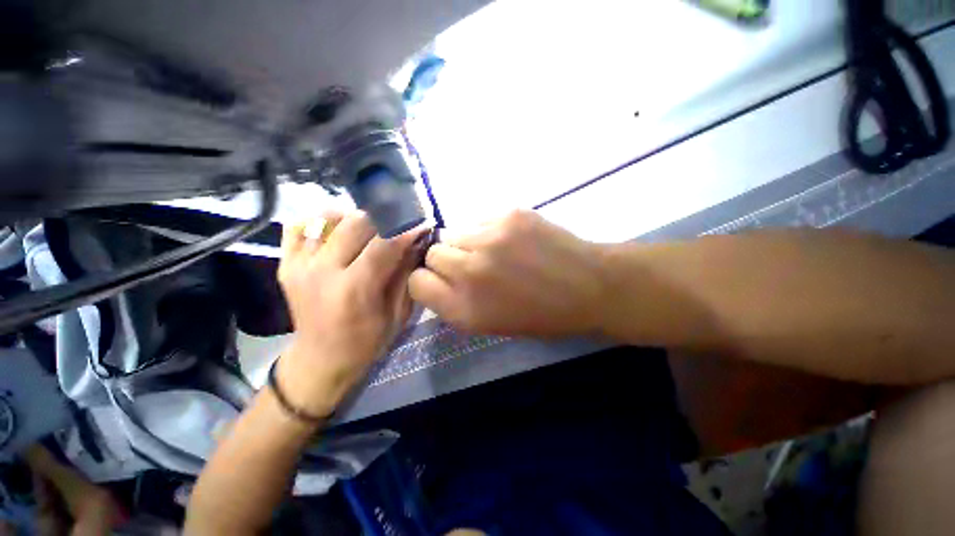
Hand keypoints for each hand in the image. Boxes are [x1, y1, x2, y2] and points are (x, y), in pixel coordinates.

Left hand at [277, 211, 424, 416]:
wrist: (321, 358)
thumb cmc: (366, 341)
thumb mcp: (397, 314)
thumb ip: (405, 276)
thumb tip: (416, 243)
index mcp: (354, 290)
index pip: (384, 245)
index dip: (406, 230)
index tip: (421, 224)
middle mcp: (322, 271)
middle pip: (356, 223)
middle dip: (385, 219)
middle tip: (399, 224)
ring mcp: (299, 265)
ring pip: (329, 217)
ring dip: (356, 217)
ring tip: (372, 227)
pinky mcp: (286, 263)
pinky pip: (300, 224)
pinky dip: (322, 219)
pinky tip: (339, 229)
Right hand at [409, 210, 606, 337]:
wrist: (588, 287)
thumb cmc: (540, 315)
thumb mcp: (490, 324)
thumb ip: (455, 303)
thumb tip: (435, 277)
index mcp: (464, 309)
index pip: (417, 283)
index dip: (427, 280)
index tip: (440, 279)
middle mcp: (469, 272)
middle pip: (431, 254)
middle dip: (446, 260)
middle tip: (470, 264)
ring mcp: (489, 239)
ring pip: (453, 232)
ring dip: (465, 243)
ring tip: (492, 250)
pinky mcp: (508, 214)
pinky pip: (479, 220)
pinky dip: (486, 230)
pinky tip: (510, 240)